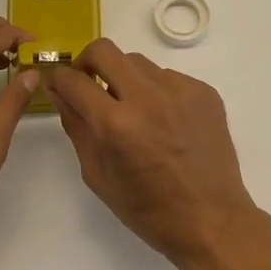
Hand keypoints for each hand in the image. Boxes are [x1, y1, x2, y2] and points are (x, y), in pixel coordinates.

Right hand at [45, 39, 258, 269]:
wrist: (212, 220)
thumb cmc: (148, 210)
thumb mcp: (98, 176)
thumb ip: (76, 127)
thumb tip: (60, 92)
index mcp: (117, 124)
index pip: (74, 81)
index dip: (58, 78)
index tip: (58, 82)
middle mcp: (148, 97)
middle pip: (105, 50)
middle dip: (87, 62)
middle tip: (89, 83)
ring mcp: (180, 89)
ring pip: (137, 62)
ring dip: (124, 78)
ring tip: (132, 110)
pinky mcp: (204, 90)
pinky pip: (167, 77)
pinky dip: (156, 92)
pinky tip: (164, 122)